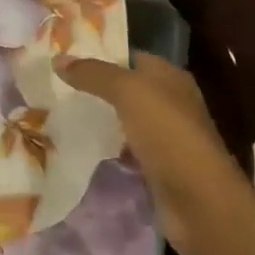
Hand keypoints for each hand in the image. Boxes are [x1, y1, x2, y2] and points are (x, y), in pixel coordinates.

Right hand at [56, 52, 251, 254]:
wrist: (199, 201)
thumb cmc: (167, 134)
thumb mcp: (128, 92)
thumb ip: (93, 74)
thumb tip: (58, 59)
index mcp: (170, 78)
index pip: (131, 56)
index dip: (100, 53)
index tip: (64, 57)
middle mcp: (170, 103)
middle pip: (126, 88)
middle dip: (94, 86)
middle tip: (55, 84)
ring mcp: (164, 137)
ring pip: (124, 119)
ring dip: (99, 118)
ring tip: (59, 112)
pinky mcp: (156, 167)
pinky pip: (124, 149)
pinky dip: (106, 147)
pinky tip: (80, 145)